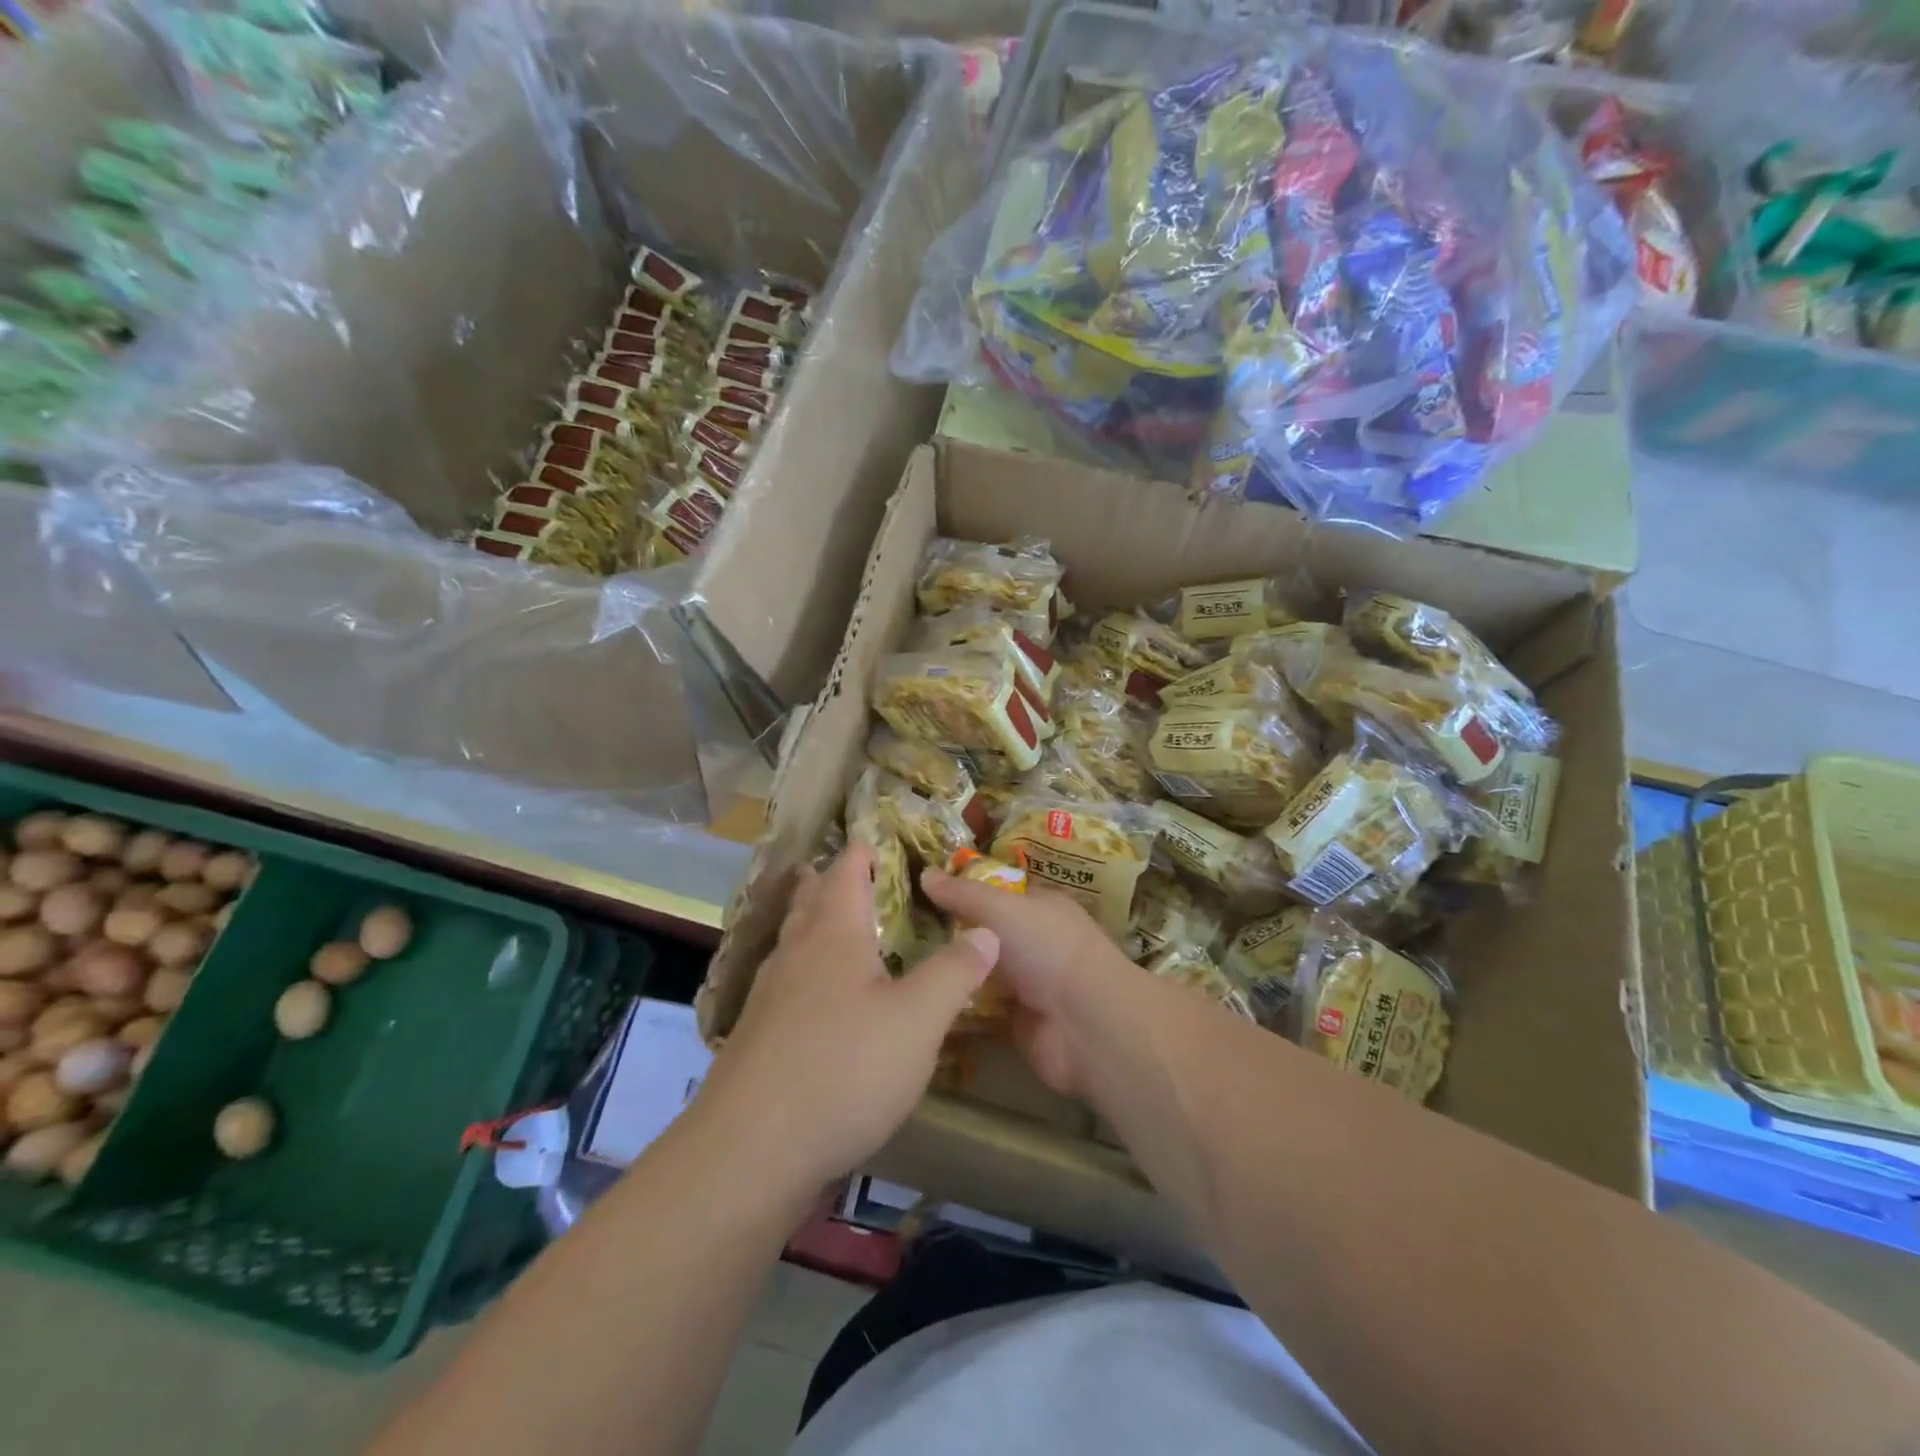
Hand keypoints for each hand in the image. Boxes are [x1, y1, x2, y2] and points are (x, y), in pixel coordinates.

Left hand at [694, 844, 999, 1199]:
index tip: (874, 835)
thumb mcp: (918, 1020)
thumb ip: (955, 972)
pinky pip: (786, 981)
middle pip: (810, 901)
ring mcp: (771, 996)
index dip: (861, 851)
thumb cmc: (844, 1069)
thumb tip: (987, 930)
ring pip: (794, 940)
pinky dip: (804, 967)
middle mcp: (797, 954)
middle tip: (846, 866)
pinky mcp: (758, 1037)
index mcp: (834, 935)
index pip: (846, 873)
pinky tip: (814, 994)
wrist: (751, 1150)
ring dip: (812, 920)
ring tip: (831, 917)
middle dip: (828, 880)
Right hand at [920, 869, 1144, 1099]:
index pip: (998, 891)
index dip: (964, 890)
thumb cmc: (1047, 948)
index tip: (921, 892)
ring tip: (898, 964)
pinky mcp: (1016, 1020)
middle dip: (952, 933)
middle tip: (901, 932)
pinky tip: (920, 998)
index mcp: (1040, 906)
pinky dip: (957, 1004)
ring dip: (952, 970)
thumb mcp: (1000, 908)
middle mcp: (1035, 941)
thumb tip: (924, 872)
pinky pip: (979, 1007)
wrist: (1083, 1023)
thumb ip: (961, 893)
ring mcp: (1027, 983)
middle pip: (986, 933)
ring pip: (981, 970)